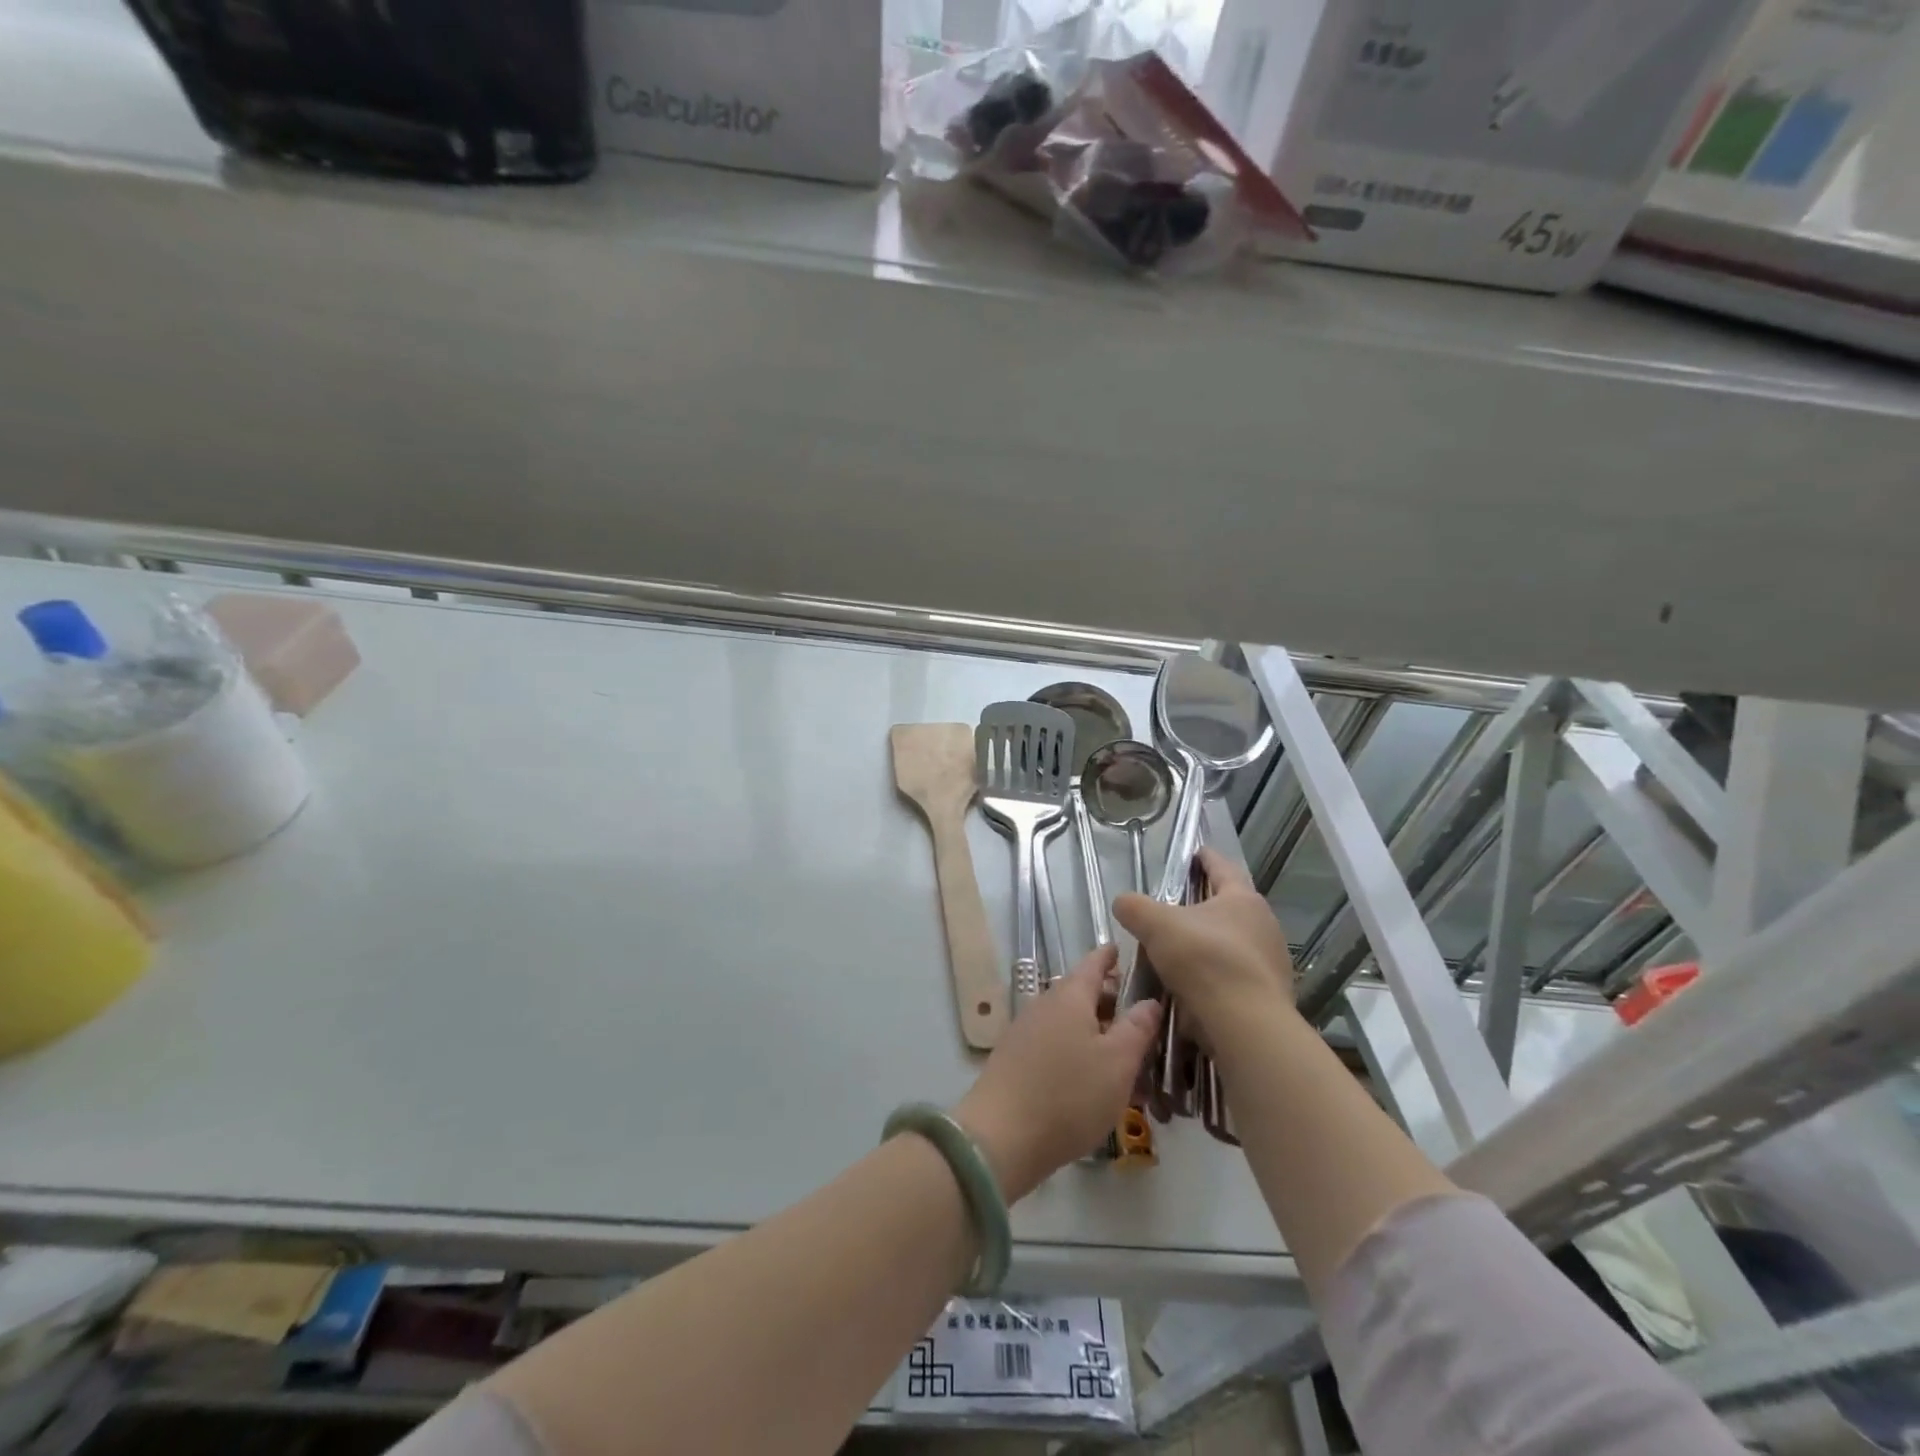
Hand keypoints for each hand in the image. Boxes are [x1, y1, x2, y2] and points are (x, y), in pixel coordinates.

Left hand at [953, 947, 1159, 1201]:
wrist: (1001, 1137)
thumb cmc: (1068, 1095)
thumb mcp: (1117, 1063)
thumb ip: (1137, 1028)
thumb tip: (1149, 1000)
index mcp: (1070, 996)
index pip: (1093, 963)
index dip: (1110, 956)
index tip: (1123, 950)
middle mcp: (1045, 1005)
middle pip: (1082, 994)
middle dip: (1111, 1004)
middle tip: (1142, 1021)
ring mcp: (1027, 1032)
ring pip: (1071, 1024)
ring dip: (1098, 1035)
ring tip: (1126, 1062)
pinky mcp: (1017, 1060)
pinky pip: (1056, 1046)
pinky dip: (1079, 1054)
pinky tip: (1094, 1083)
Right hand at [1112, 847, 1294, 1046]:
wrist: (1246, 1025)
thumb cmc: (1204, 960)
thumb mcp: (1156, 925)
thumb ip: (1134, 907)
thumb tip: (1123, 902)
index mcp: (1242, 899)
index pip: (1222, 868)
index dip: (1206, 858)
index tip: (1195, 853)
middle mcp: (1264, 925)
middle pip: (1230, 907)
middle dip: (1206, 905)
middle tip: (1178, 908)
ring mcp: (1271, 962)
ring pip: (1234, 943)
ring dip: (1210, 943)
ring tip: (1181, 951)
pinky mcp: (1269, 995)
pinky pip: (1236, 975)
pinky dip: (1216, 975)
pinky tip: (1194, 986)